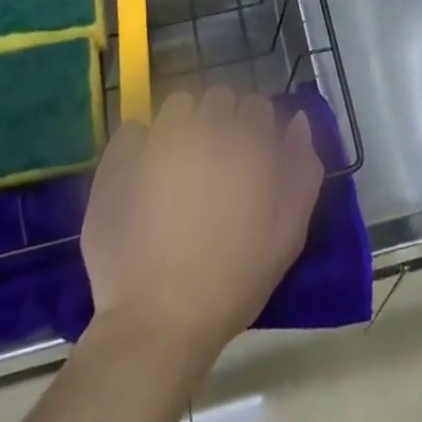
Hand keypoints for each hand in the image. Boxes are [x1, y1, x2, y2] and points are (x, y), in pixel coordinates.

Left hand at [81, 89, 323, 366]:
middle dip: (221, 121)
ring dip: (184, 123)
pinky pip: (134, 128)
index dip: (255, 130)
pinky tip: (144, 174)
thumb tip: (296, 120)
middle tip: (217, 162)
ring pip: (178, 105)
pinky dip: (142, 143)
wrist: (158, 322)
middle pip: (219, 98)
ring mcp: (158, 142)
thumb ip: (302, 171)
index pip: (257, 107)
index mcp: (247, 146)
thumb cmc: (233, 282)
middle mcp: (205, 132)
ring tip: (180, 164)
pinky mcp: (120, 160)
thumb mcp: (288, 234)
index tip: (249, 157)